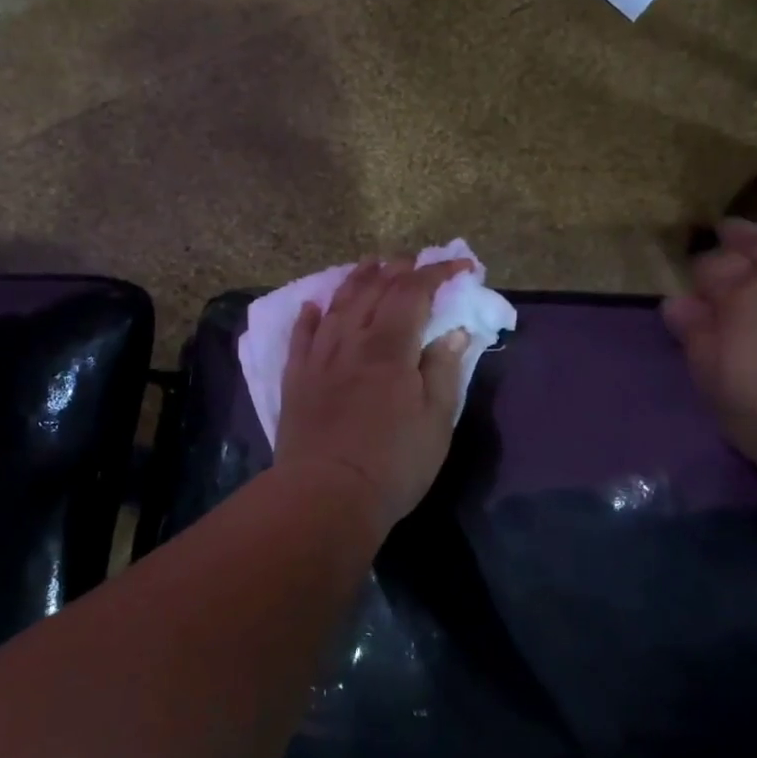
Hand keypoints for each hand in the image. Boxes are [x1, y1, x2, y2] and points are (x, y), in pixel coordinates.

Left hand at [275, 257, 471, 537]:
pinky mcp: (296, 380)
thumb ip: (443, 370)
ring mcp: (319, 359)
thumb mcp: (435, 421)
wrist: (326, 496)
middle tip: (414, 261)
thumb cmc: (393, 464)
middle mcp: (352, 342)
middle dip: (397, 270)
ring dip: (355, 280)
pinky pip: (300, 337)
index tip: (461, 266)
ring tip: (369, 264)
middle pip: (373, 292)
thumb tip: (454, 332)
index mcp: (390, 348)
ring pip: (337, 306)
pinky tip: (312, 306)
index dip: (437, 273)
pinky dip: (308, 317)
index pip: (413, 293)